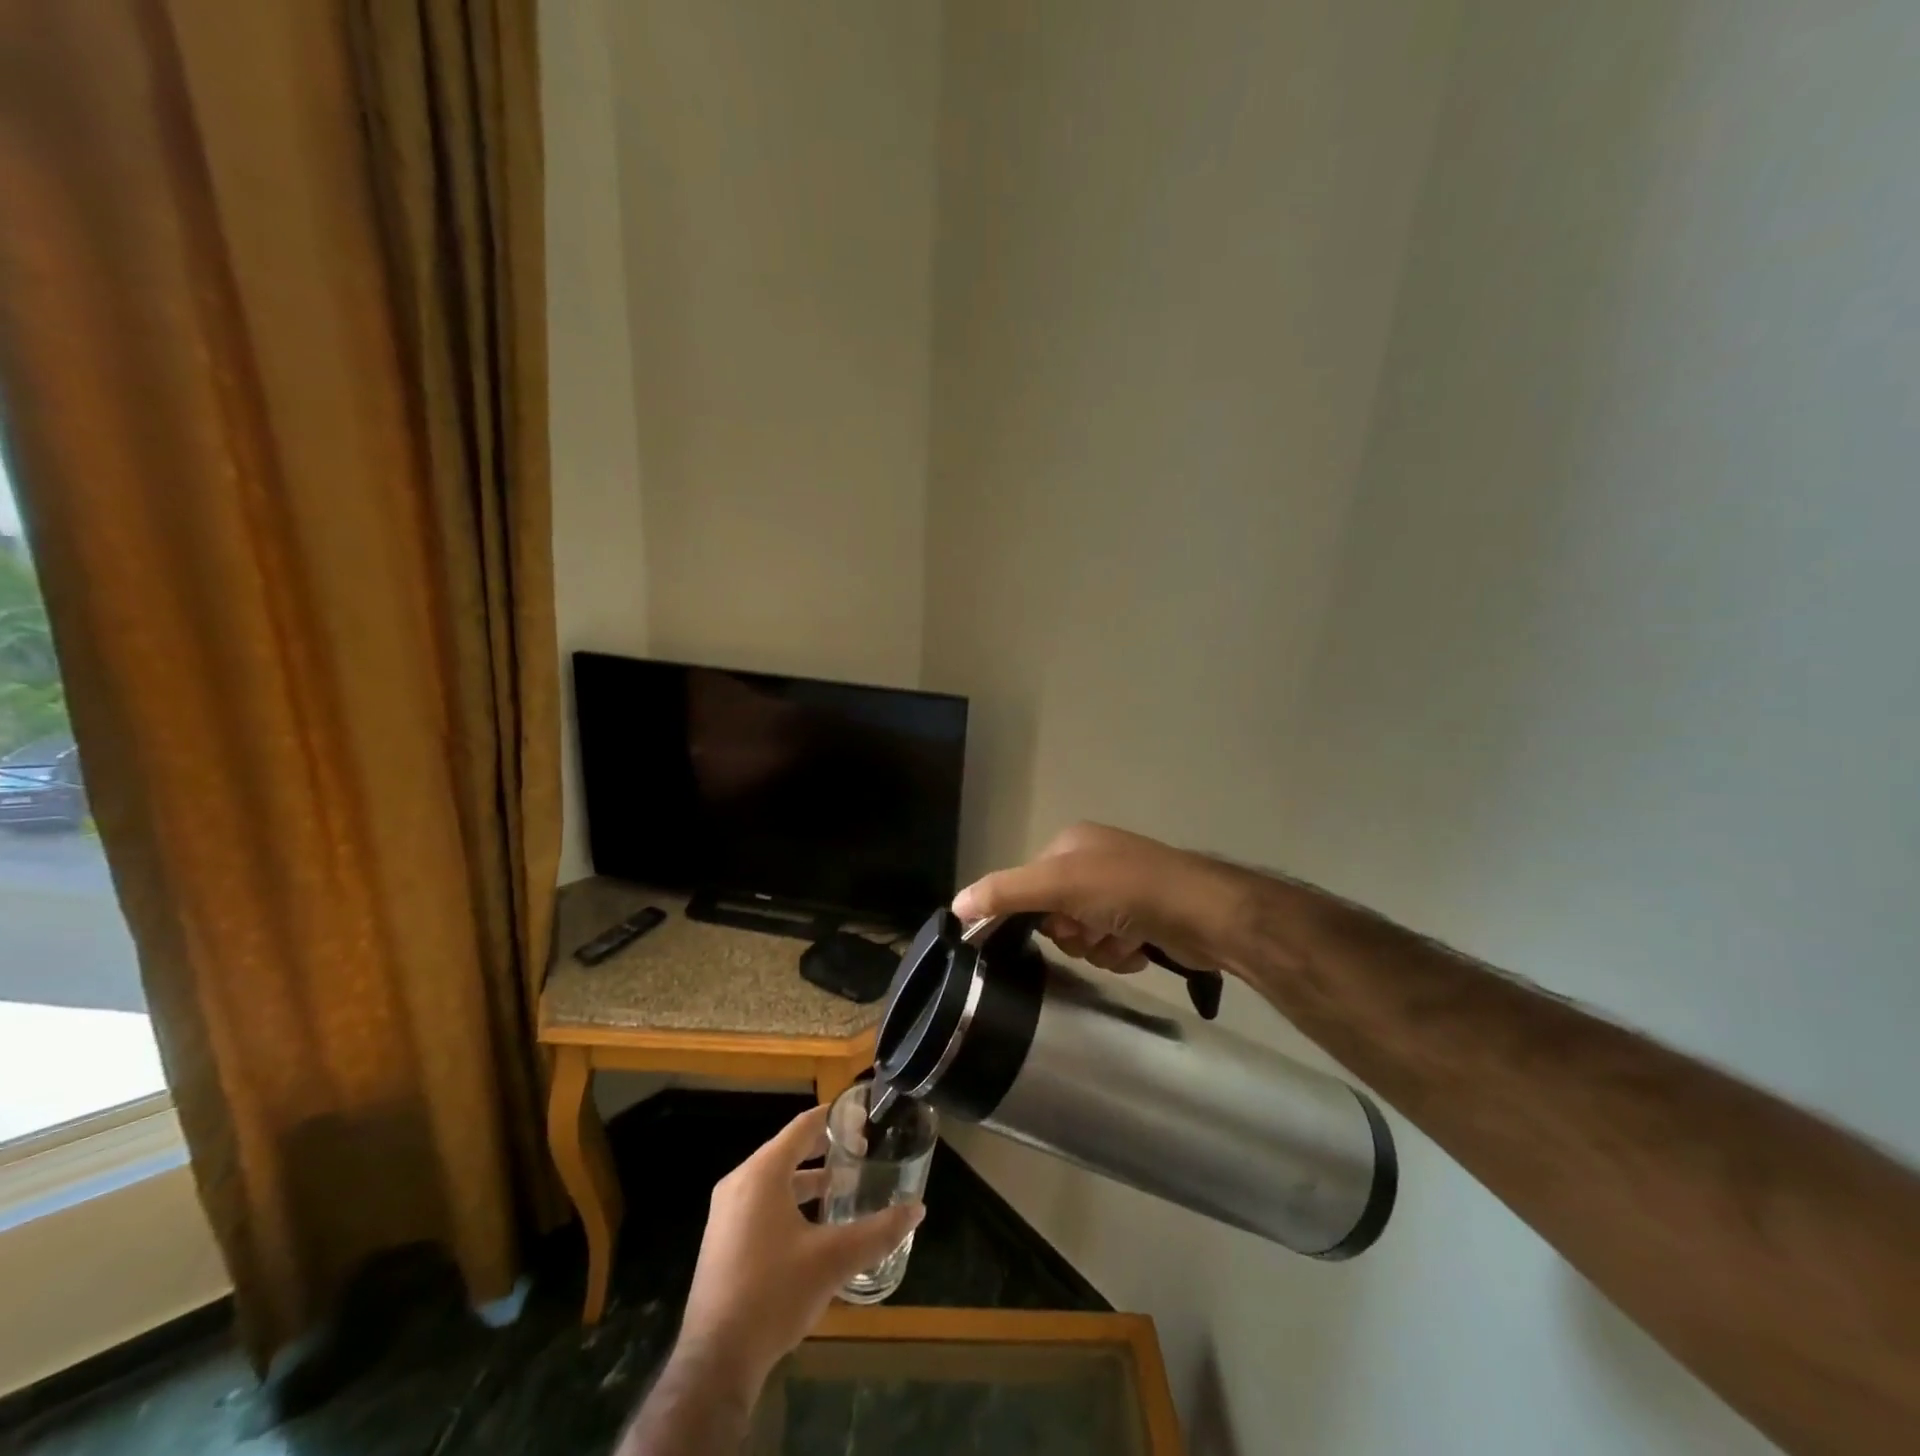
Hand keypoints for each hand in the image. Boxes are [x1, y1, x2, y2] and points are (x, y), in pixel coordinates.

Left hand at [676, 1105, 924, 1397]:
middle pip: (787, 1150)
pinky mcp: (722, 1240)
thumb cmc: (774, 1294)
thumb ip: (878, 1232)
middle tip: (861, 1152)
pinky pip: (760, 1203)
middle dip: (824, 1149)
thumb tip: (917, 1209)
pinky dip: (788, 1201)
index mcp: (762, 1173)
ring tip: (842, 1187)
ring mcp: (726, 1213)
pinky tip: (813, 1226)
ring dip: (807, 1179)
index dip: (833, 1118)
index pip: (802, 1126)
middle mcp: (739, 1183)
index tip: (862, 1118)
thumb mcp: (833, 1260)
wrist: (716, 1361)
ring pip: (773, 1180)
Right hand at [952, 822, 1252, 975]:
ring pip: (1084, 933)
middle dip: (1072, 933)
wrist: (1203, 913)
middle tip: (1090, 934)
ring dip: (1097, 946)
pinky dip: (1120, 952)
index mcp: (1073, 843)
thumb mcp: (1058, 886)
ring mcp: (1124, 889)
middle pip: (1056, 912)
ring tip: (1120, 941)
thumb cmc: (1126, 890)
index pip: (1030, 883)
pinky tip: (1138, 950)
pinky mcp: (1146, 917)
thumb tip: (955, 905)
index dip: (1037, 912)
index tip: (1057, 926)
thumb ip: (1005, 893)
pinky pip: (1112, 944)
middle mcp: (1097, 861)